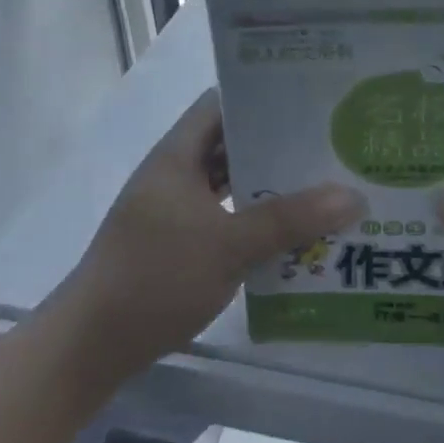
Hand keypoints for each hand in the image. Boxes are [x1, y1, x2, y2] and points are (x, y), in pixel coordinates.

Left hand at [64, 89, 361, 379]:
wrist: (91, 346)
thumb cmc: (156, 279)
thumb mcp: (229, 245)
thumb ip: (290, 219)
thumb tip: (352, 195)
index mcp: (177, 156)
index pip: (221, 104)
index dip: (262, 96)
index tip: (309, 101)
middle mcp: (175, 174)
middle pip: (230, 144)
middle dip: (276, 145)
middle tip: (329, 145)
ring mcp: (173, 210)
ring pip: (228, 184)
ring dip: (267, 186)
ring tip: (320, 185)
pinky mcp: (176, 243)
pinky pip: (223, 217)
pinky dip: (252, 219)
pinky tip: (289, 232)